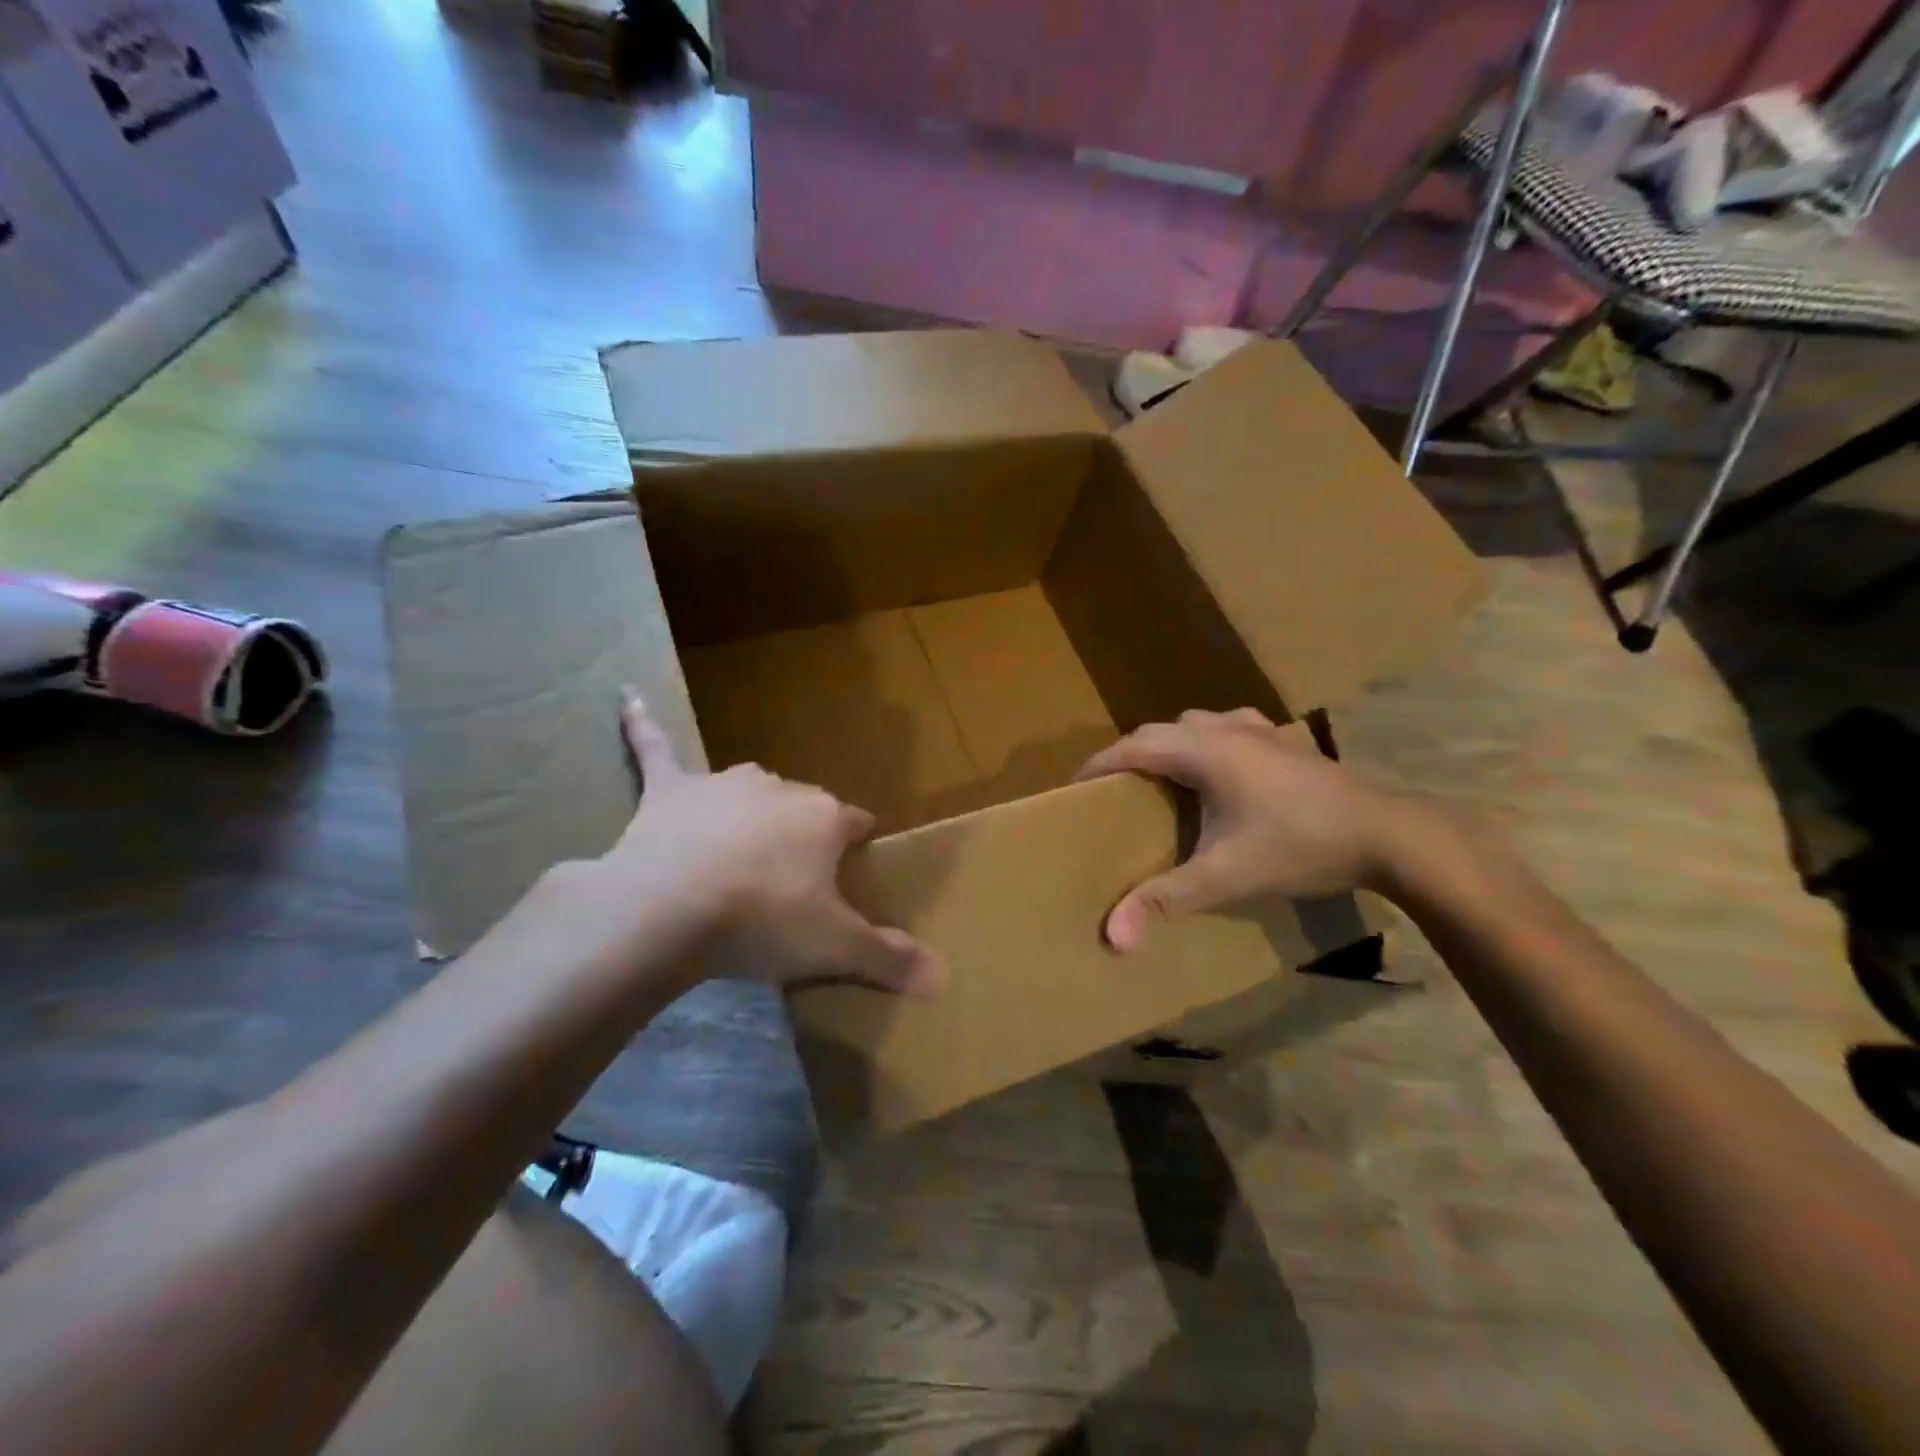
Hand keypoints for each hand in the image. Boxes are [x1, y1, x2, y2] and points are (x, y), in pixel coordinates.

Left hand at [550, 690, 946, 995]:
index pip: (856, 823)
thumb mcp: (835, 948)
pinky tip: (627, 697)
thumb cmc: (762, 921)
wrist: (667, 910)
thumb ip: (890, 958)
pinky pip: (655, 748)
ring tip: (745, 846)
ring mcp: (723, 783)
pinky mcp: (670, 789)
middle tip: (793, 881)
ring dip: (753, 807)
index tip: (854, 870)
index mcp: (824, 817)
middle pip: (804, 806)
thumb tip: (944, 978)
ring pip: (750, 787)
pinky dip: (642, 724)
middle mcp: (780, 787)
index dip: (858, 847)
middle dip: (804, 834)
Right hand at [1074, 708, 1413, 951]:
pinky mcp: (1286, 740)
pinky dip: (1208, 742)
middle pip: (1159, 731)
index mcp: (1203, 751)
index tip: (1073, 786)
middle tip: (1113, 791)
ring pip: (1195, 724)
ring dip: (1169, 744)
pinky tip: (1221, 767)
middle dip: (1129, 755)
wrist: (1388, 835)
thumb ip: (1165, 900)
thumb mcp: (1225, 876)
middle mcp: (1226, 728)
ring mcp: (1260, 730)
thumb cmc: (1299, 846)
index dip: (1098, 764)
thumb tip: (1113, 937)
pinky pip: (1229, 728)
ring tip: (1161, 779)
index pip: (1132, 746)